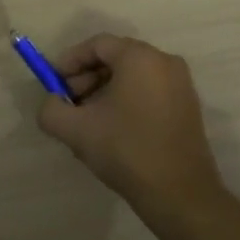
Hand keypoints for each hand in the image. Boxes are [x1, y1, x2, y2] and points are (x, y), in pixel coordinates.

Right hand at [36, 34, 224, 217]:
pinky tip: (112, 130)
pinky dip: (125, 101)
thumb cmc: (127, 151)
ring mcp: (180, 85)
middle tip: (69, 103)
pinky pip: (148, 91)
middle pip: (115, 58)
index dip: (70, 61)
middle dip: (86, 78)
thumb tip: (52, 103)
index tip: (53, 83)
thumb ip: (51, 109)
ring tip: (87, 122)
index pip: (97, 44)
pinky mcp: (187, 107)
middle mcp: (164, 62)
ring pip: (131, 76)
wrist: (180, 195)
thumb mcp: (75, 130)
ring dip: (103, 92)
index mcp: (140, 58)